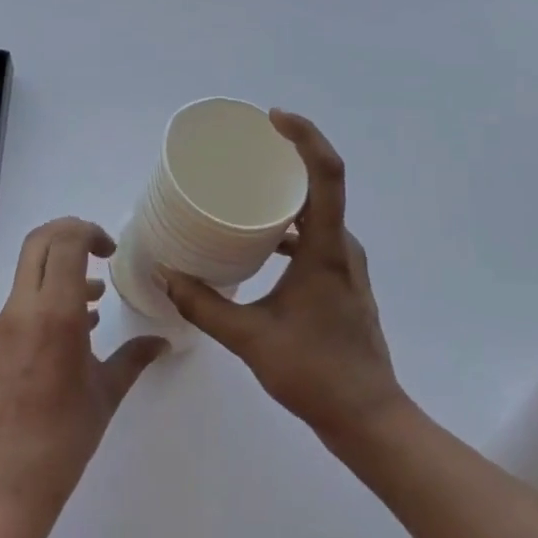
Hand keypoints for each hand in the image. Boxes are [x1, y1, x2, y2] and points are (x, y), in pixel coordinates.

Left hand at [0, 219, 166, 536]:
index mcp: (54, 314)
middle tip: (100, 251)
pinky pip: (22, 301)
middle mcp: (23, 309)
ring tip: (95, 299)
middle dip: (71, 234)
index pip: (65, 243)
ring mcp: (2, 326)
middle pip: (40, 242)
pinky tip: (74, 331)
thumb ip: (134, 358)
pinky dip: (48, 296)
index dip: (89, 231)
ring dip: (60, 268)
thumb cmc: (61, 443)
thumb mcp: (105, 396)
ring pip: (29, 270)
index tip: (111, 250)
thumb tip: (162, 341)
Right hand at [162, 112, 409, 447]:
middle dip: (288, 156)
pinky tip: (260, 240)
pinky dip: (290, 225)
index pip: (327, 174)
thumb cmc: (315, 373)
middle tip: (249, 145)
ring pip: (318, 212)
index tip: (274, 118)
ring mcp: (346, 263)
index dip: (305, 137)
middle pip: (322, 184)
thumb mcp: (251, 340)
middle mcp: (342, 246)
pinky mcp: (342, 279)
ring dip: (288, 193)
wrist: (369, 418)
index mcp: (327, 249)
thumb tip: (168, 276)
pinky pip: (317, 234)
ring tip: (247, 186)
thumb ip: (206, 307)